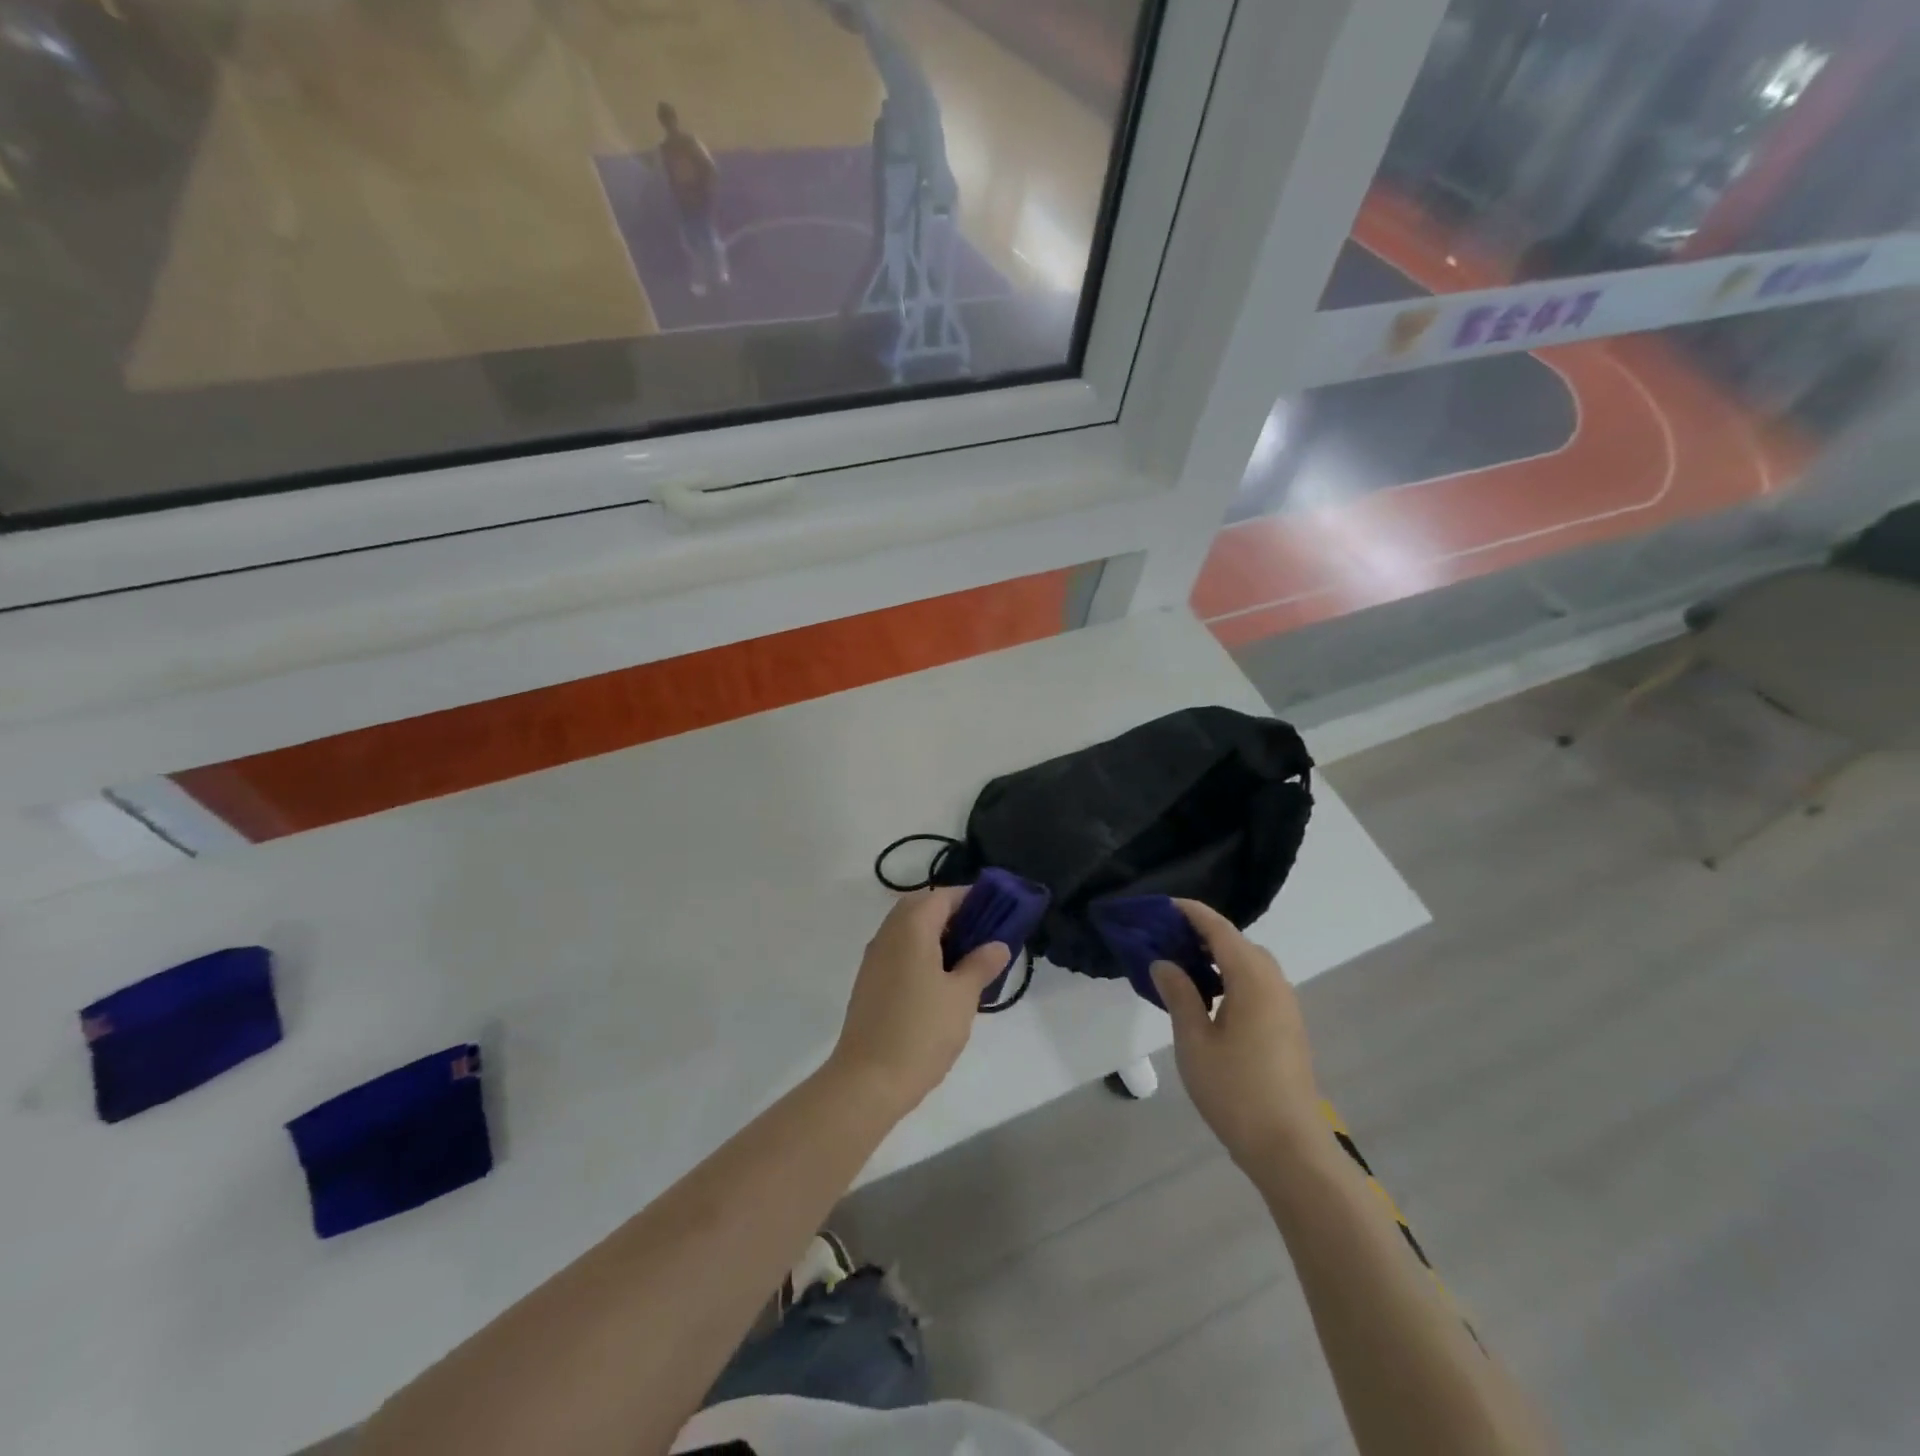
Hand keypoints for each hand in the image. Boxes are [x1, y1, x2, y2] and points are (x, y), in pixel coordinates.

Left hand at [830, 888, 1008, 1114]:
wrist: (867, 1080)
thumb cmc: (921, 1032)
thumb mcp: (962, 997)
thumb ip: (981, 964)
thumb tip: (997, 944)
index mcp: (911, 928)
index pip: (942, 896)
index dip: (971, 898)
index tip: (997, 912)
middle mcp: (888, 934)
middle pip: (921, 907)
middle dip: (952, 914)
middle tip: (982, 934)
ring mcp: (874, 958)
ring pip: (907, 930)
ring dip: (935, 934)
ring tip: (967, 959)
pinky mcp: (869, 982)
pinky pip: (898, 951)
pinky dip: (920, 952)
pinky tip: (941, 981)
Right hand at [1153, 899, 1323, 1168]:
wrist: (1290, 1148)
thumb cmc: (1236, 1091)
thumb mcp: (1194, 1041)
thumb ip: (1180, 995)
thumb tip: (1164, 962)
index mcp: (1253, 979)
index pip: (1220, 930)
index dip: (1192, 913)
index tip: (1163, 905)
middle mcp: (1275, 984)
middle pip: (1239, 943)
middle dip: (1204, 933)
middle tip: (1166, 937)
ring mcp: (1285, 1007)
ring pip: (1250, 964)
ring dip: (1219, 956)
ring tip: (1182, 965)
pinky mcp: (1287, 1028)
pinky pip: (1257, 984)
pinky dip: (1231, 977)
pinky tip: (1208, 998)